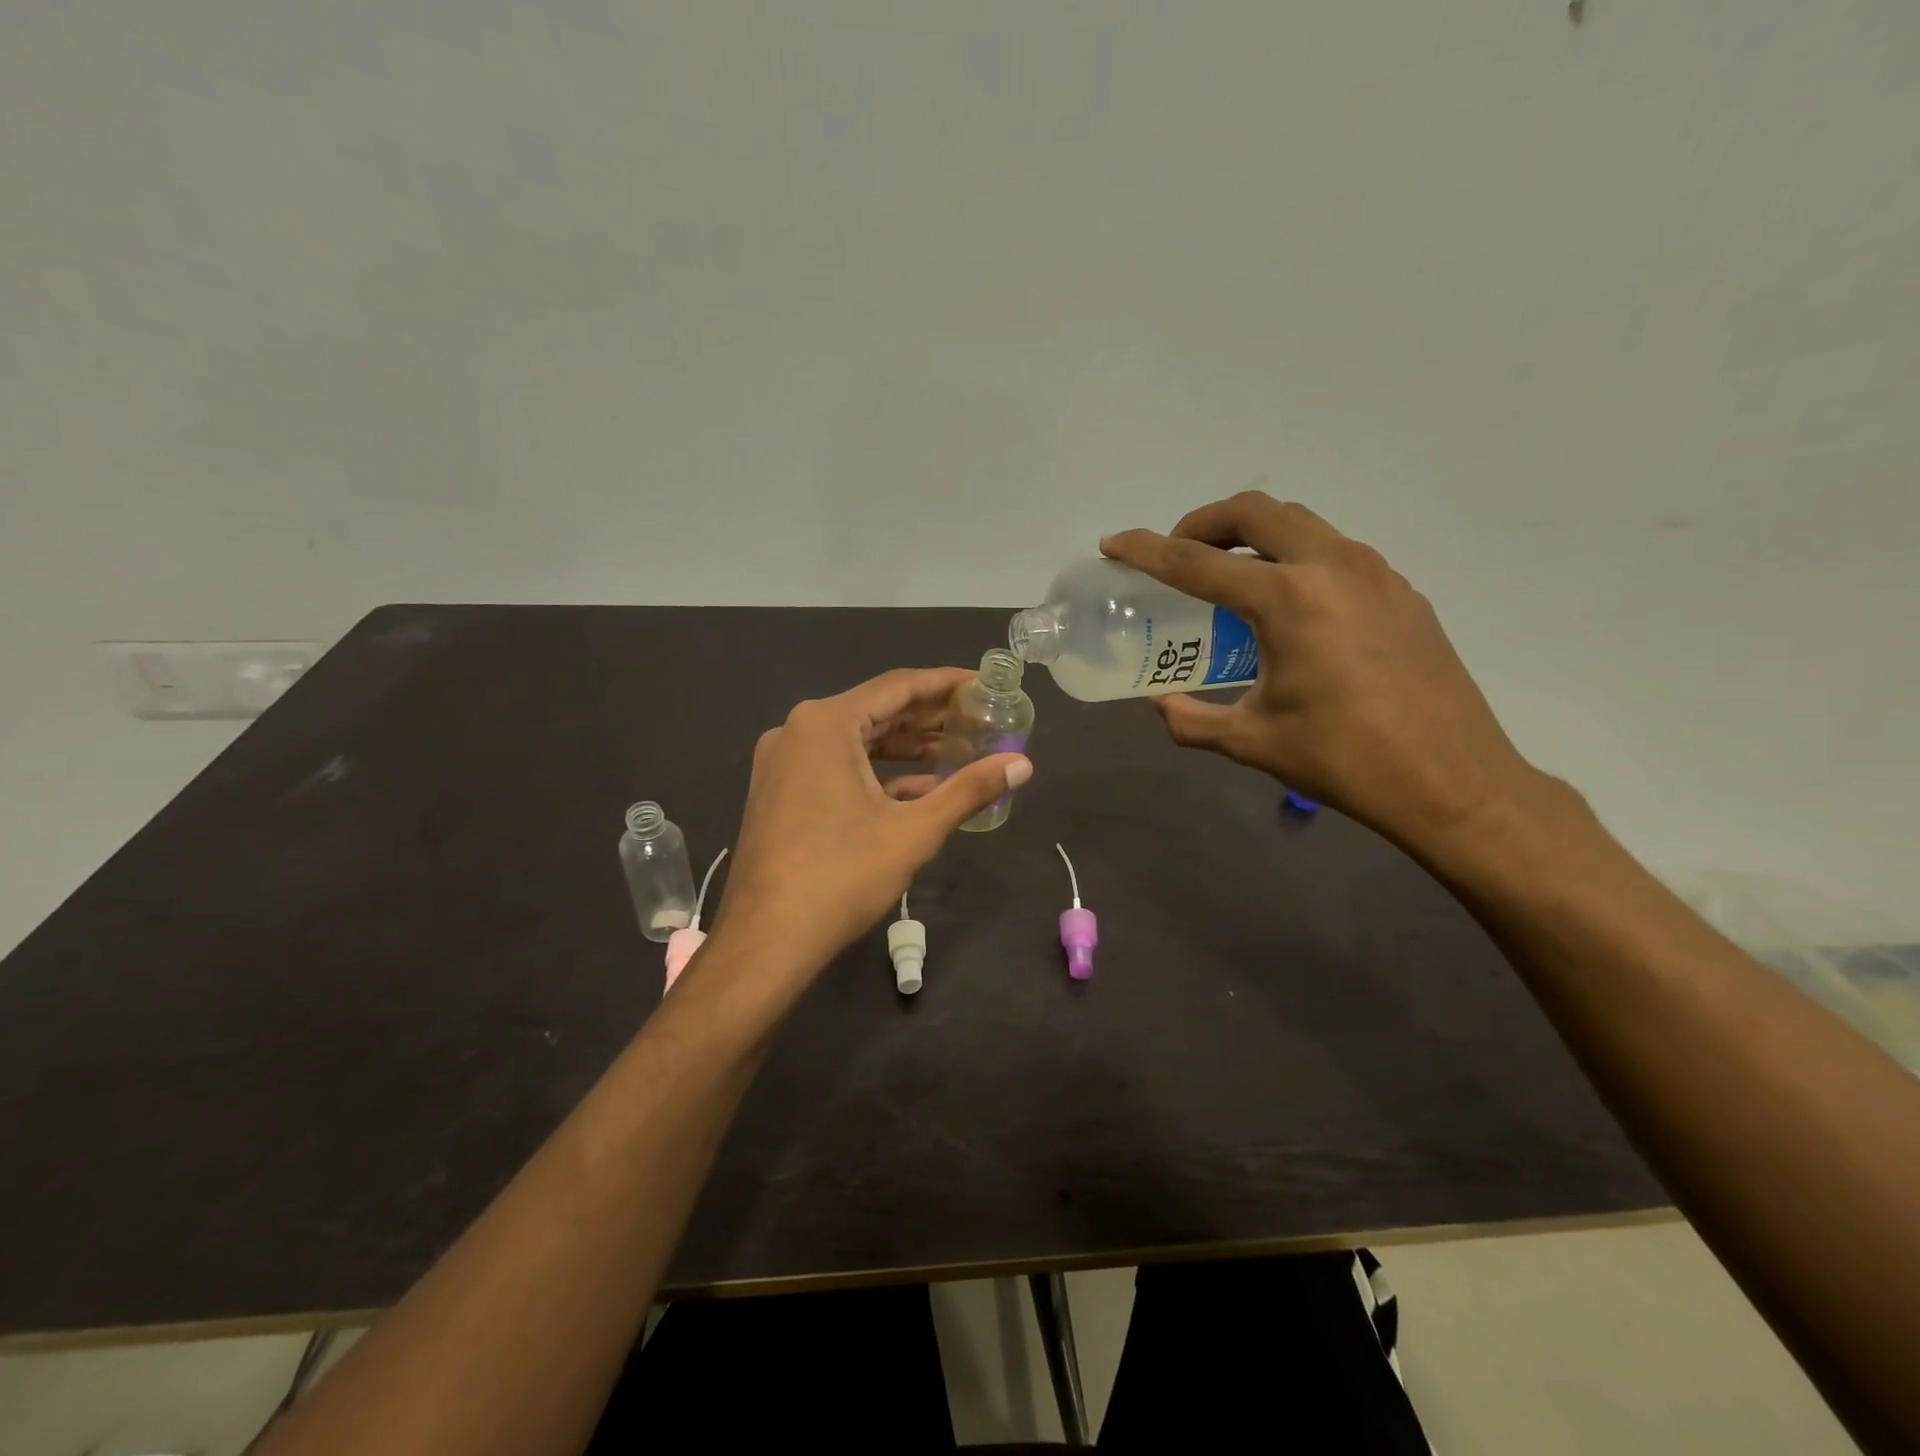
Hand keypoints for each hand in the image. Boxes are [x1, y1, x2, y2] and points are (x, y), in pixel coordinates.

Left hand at [714, 667, 1032, 977]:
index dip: (946, 683)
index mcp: (826, 724)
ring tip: (957, 751)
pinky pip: (836, 767)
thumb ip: (969, 790)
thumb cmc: (841, 875)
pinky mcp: (780, 791)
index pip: (898, 687)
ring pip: (856, 741)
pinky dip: (877, 774)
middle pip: (876, 711)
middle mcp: (798, 730)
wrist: (766, 939)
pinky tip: (918, 790)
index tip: (983, 684)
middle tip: (979, 718)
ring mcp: (783, 762)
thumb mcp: (914, 831)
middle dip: (929, 717)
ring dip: (905, 747)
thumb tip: (1023, 765)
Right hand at [1102, 492, 1539, 853]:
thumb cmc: (1344, 760)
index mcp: (1288, 600)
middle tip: (1176, 552)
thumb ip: (1192, 719)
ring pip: (1300, 523)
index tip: (1114, 544)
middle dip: (1204, 522)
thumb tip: (1162, 704)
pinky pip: (1334, 552)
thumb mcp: (1251, 742)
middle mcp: (1332, 567)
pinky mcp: (1401, 593)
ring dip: (1253, 534)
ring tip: (1227, 573)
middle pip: (1256, 511)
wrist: (1454, 782)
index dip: (1146, 552)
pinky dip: (1294, 558)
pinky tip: (1289, 607)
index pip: (1197, 563)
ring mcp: (1375, 574)